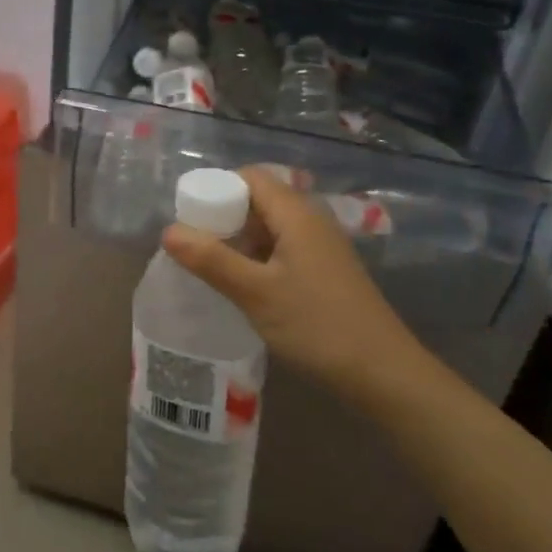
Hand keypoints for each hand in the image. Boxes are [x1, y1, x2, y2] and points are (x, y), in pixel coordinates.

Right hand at [161, 165, 432, 405]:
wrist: (384, 374)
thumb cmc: (317, 325)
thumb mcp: (256, 293)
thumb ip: (211, 259)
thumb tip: (168, 231)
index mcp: (296, 214)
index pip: (250, 177)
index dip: (216, 188)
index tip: (189, 217)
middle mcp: (311, 221)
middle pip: (259, 200)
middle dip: (223, 216)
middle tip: (194, 246)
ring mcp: (321, 247)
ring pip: (269, 227)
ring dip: (239, 240)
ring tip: (211, 267)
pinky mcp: (324, 272)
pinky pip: (282, 249)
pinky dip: (257, 258)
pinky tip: (243, 286)